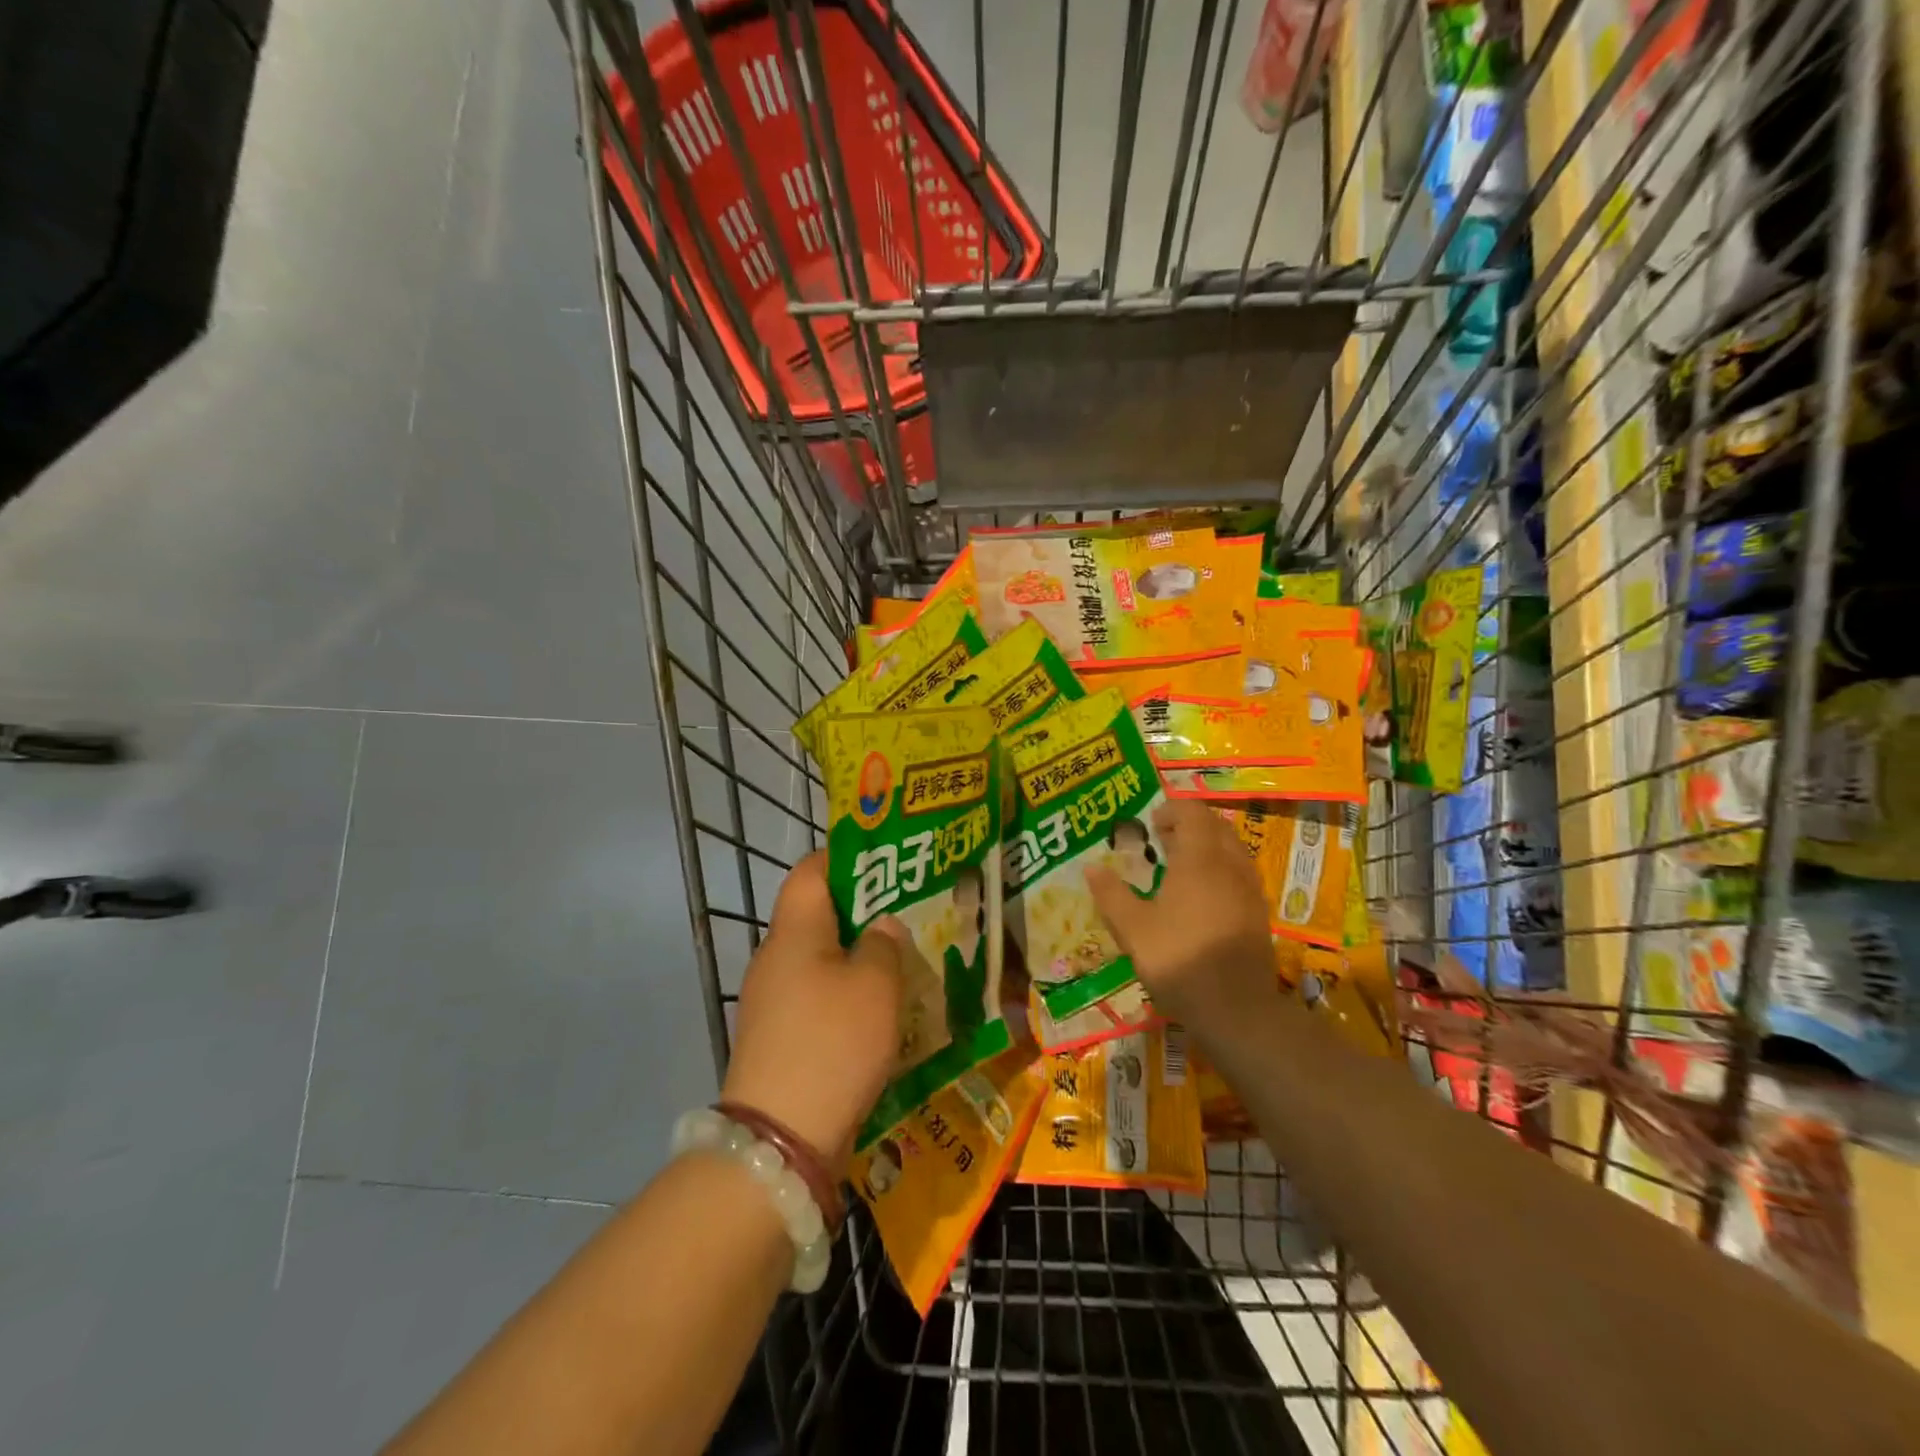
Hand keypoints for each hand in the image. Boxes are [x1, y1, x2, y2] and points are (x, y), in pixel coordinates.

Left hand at [720, 851, 903, 1174]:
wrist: (780, 1140)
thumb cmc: (832, 1043)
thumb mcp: (876, 986)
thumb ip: (884, 944)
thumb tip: (881, 926)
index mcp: (794, 932)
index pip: (810, 871)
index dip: (846, 859)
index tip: (887, 864)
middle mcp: (775, 958)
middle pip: (817, 916)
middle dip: (862, 911)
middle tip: (908, 914)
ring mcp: (771, 1000)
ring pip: (820, 959)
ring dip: (857, 957)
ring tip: (903, 962)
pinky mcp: (778, 1037)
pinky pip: (816, 997)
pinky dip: (846, 995)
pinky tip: (880, 1012)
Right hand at [1085, 799, 1275, 1032]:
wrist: (1237, 1009)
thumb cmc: (1179, 959)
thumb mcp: (1133, 929)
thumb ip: (1111, 894)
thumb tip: (1091, 867)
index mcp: (1199, 859)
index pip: (1192, 812)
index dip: (1171, 810)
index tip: (1150, 824)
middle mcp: (1230, 864)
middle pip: (1216, 825)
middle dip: (1189, 825)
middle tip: (1161, 840)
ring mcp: (1249, 889)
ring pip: (1232, 848)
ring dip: (1207, 846)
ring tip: (1179, 866)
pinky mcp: (1258, 913)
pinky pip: (1240, 873)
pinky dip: (1220, 869)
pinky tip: (1201, 897)